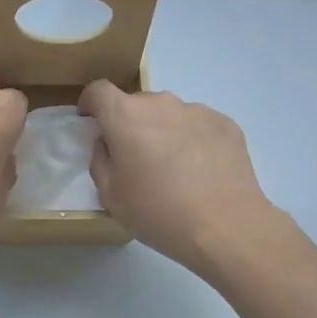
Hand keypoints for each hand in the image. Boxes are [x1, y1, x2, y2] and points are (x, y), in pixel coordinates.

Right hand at [79, 80, 279, 270]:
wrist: (225, 226)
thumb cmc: (158, 212)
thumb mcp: (111, 195)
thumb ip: (100, 160)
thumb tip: (107, 143)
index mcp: (126, 116)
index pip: (98, 91)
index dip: (90, 104)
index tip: (92, 122)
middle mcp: (161, 103)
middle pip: (136, 104)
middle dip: (130, 125)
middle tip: (136, 160)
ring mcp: (197, 111)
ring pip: (169, 115)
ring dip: (163, 132)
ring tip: (174, 170)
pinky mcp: (226, 124)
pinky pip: (198, 126)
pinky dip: (192, 140)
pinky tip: (201, 172)